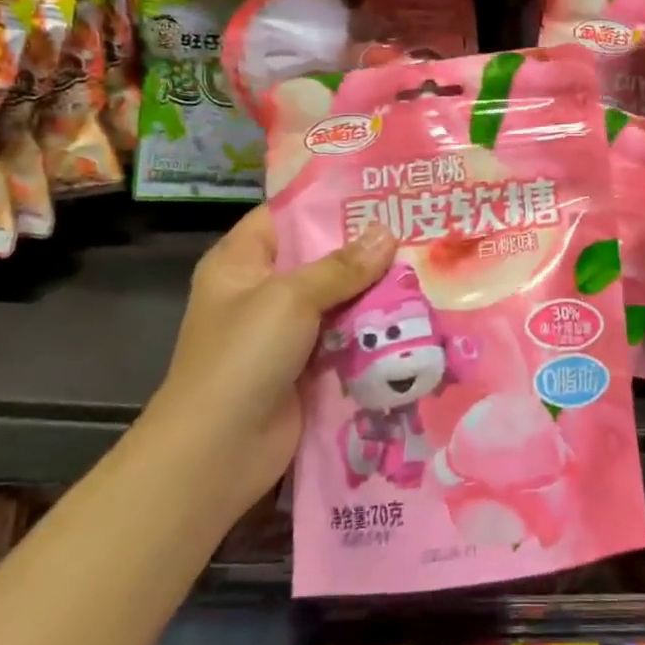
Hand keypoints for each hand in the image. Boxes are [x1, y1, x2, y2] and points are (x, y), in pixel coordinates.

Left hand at [155, 207, 394, 489]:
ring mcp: (286, 331)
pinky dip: (374, 328)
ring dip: (375, 289)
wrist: (218, 453)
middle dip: (365, 247)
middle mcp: (262, 290)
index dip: (329, 202)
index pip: (287, 215)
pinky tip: (416, 312)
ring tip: (427, 264)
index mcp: (241, 262)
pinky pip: (346, 336)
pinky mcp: (308, 365)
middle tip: (418, 226)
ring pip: (339, 298)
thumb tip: (387, 234)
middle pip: (320, 257)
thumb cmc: (242, 358)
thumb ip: (341, 266)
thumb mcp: (289, 299)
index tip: (380, 191)